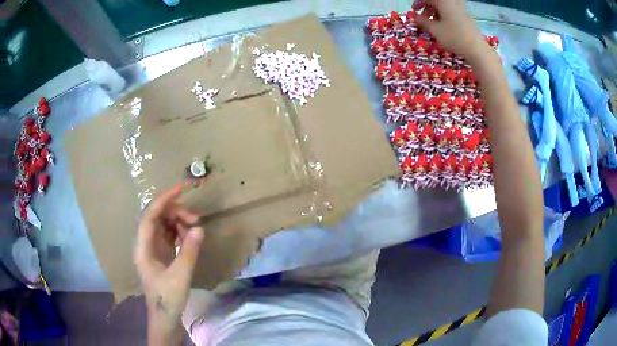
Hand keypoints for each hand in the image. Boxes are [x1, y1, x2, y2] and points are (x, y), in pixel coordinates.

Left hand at [134, 183, 203, 343]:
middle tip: (196, 219)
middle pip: (157, 217)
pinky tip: (190, 237)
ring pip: (164, 225)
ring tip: (194, 228)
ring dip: (178, 221)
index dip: (164, 200)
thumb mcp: (180, 276)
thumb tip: (200, 228)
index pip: (150, 215)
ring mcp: (153, 249)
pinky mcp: (161, 255)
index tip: (181, 188)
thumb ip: (189, 251)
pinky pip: (169, 235)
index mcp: (143, 248)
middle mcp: (145, 244)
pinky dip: (179, 232)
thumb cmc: (168, 299)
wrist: (165, 317)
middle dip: (176, 212)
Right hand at [414, 0, 491, 65]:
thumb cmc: (454, 37)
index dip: (418, 3)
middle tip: (422, 18)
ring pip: (444, 7)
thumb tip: (415, 17)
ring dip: (435, 13)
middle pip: (436, 2)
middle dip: (427, 8)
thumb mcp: (434, 30)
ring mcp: (461, 10)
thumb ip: (422, 21)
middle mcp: (453, 3)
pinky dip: (445, 17)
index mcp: (444, 1)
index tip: (414, 12)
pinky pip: (452, 13)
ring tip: (432, 25)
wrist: (477, 50)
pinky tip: (444, 28)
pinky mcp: (467, 18)